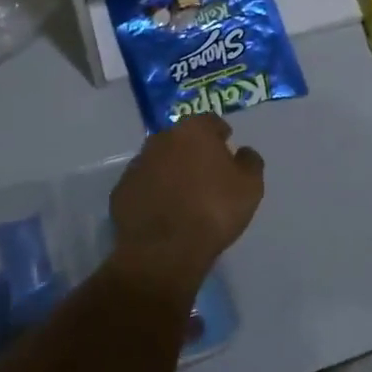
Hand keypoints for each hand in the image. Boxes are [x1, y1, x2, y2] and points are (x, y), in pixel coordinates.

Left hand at [110, 115, 264, 287]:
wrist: (165, 250)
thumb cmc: (214, 210)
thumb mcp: (251, 186)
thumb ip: (250, 161)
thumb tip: (243, 152)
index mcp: (193, 131)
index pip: (210, 121)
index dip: (220, 135)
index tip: (226, 149)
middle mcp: (161, 139)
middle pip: (181, 138)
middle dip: (192, 150)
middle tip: (205, 173)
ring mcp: (137, 164)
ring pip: (159, 160)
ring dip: (170, 170)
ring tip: (183, 195)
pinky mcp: (121, 191)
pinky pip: (143, 185)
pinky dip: (153, 192)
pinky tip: (163, 211)